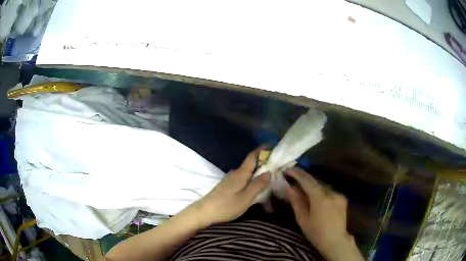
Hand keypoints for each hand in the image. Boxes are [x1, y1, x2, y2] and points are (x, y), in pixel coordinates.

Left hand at [191, 147, 270, 226]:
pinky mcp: (228, 186)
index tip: (273, 145)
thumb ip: (258, 185)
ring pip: (247, 171)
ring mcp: (230, 179)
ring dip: (258, 170)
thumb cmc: (226, 205)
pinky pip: (243, 178)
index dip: (262, 149)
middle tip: (278, 164)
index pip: (252, 156)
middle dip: (264, 161)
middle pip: (251, 163)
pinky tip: (256, 185)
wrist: (205, 212)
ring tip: (270, 175)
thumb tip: (269, 171)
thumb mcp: (246, 198)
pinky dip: (252, 177)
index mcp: (241, 173)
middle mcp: (235, 173)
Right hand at [286, 168, 363, 260]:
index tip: (288, 170)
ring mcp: (339, 195)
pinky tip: (317, 199)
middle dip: (304, 180)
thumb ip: (296, 202)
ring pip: (323, 187)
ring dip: (313, 187)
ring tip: (304, 190)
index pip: (307, 181)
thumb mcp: (302, 219)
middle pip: (316, 182)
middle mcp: (331, 193)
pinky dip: (321, 192)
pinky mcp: (343, 199)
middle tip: (294, 180)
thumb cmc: (316, 233)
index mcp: (320, 199)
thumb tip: (289, 188)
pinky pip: (329, 192)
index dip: (297, 174)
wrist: (335, 241)